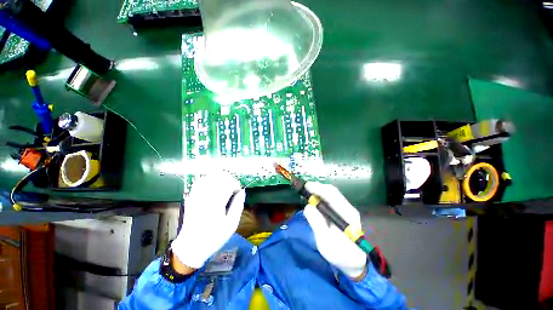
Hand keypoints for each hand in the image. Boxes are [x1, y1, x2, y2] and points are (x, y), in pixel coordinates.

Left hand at [171, 172, 244, 268]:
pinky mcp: (191, 197)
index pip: (228, 183)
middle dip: (229, 180)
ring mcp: (196, 195)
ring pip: (210, 177)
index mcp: (216, 203)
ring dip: (220, 178)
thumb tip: (242, 190)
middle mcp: (205, 196)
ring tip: (225, 186)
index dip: (236, 185)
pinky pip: (201, 181)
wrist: (191, 246)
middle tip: (232, 189)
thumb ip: (238, 205)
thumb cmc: (214, 237)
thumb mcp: (232, 224)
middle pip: (219, 177)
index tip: (238, 192)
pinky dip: (210, 180)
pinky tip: (214, 186)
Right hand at [303, 182, 366, 278]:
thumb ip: (317, 224)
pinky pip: (330, 199)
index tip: (306, 187)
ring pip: (331, 194)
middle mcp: (348, 208)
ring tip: (307, 193)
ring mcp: (346, 209)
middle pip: (332, 191)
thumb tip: (308, 206)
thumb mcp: (326, 242)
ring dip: (318, 191)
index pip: (332, 195)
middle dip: (317, 187)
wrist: (354, 262)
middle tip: (304, 189)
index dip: (318, 189)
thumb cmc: (340, 255)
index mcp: (347, 215)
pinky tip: (314, 199)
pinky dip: (321, 196)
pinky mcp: (342, 211)